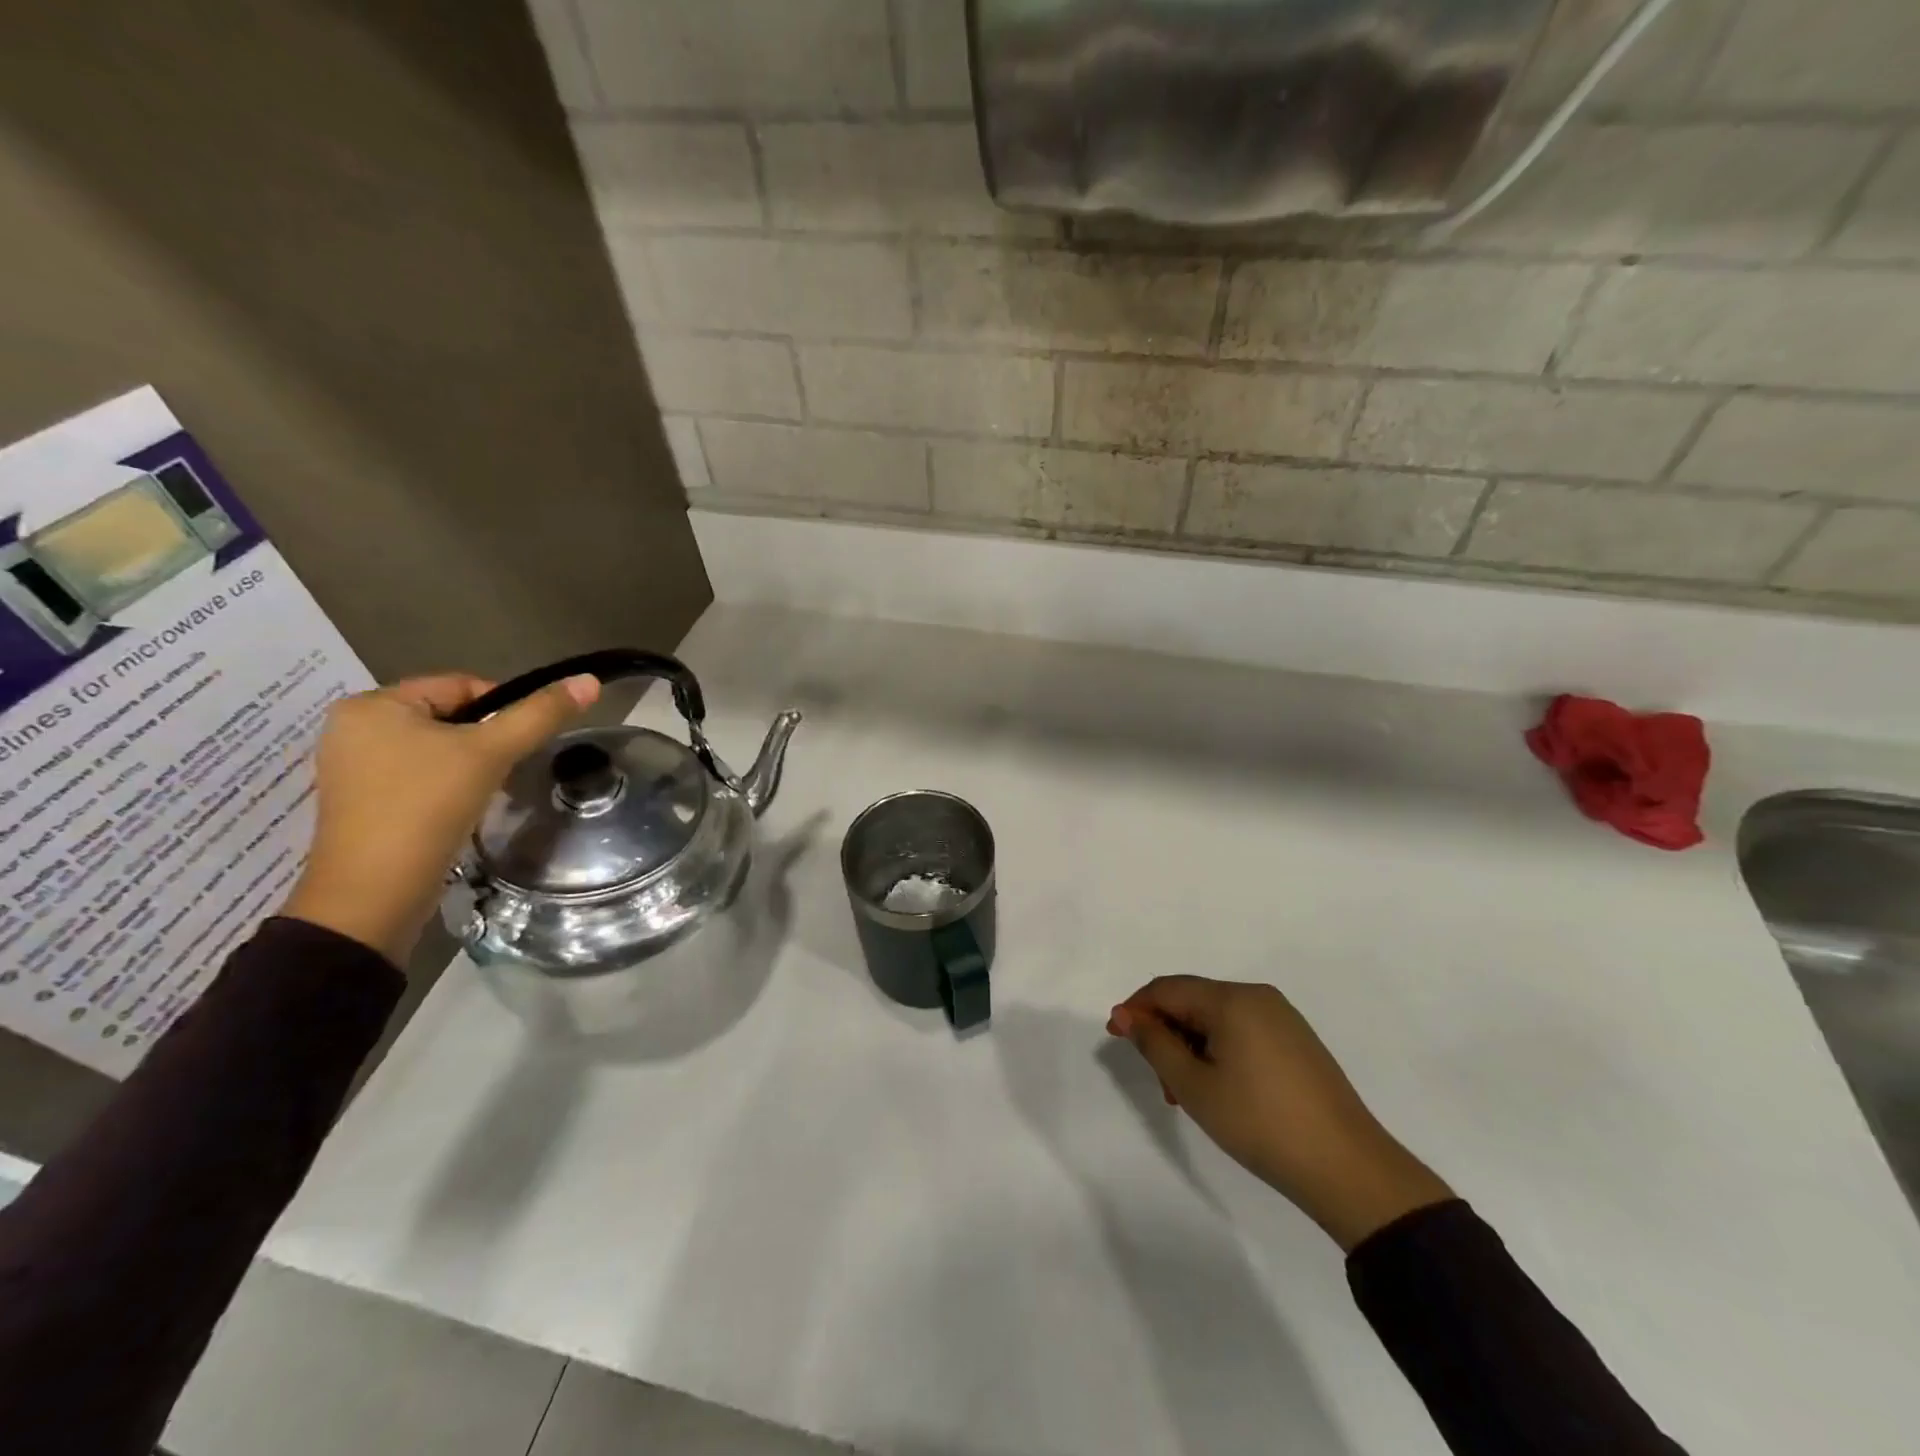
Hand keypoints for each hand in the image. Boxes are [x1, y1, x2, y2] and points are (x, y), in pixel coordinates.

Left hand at [282, 673, 600, 962]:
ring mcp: (352, 767)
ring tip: (481, 793)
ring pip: (435, 749)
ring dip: (468, 765)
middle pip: (449, 717)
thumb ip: (541, 714)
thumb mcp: (491, 753)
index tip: (518, 746)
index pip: (461, 686)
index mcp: (373, 704)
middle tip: (502, 772)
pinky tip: (456, 810)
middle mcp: (353, 727)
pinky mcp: (360, 802)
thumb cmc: (427, 807)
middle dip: (484, 742)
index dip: (503, 711)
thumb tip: (589, 681)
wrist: (374, 895)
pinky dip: (444, 786)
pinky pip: (417, 776)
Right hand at [1109, 976, 1453, 1250]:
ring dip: (1190, 1045)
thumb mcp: (1194, 1086)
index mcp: (1232, 999)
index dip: (1136, 1009)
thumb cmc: (1260, 1123)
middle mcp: (1257, 996)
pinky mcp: (1297, 1040)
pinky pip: (1242, 1030)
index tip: (1116, 1038)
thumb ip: (1155, 1043)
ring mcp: (1282, 1017)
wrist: (1348, 1168)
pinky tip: (1219, 1088)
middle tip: (1158, 1080)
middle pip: (1192, 1000)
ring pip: (1216, 1018)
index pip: (1167, 989)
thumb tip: (1127, 1014)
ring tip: (1186, 1093)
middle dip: (1165, 1032)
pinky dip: (1218, 1050)